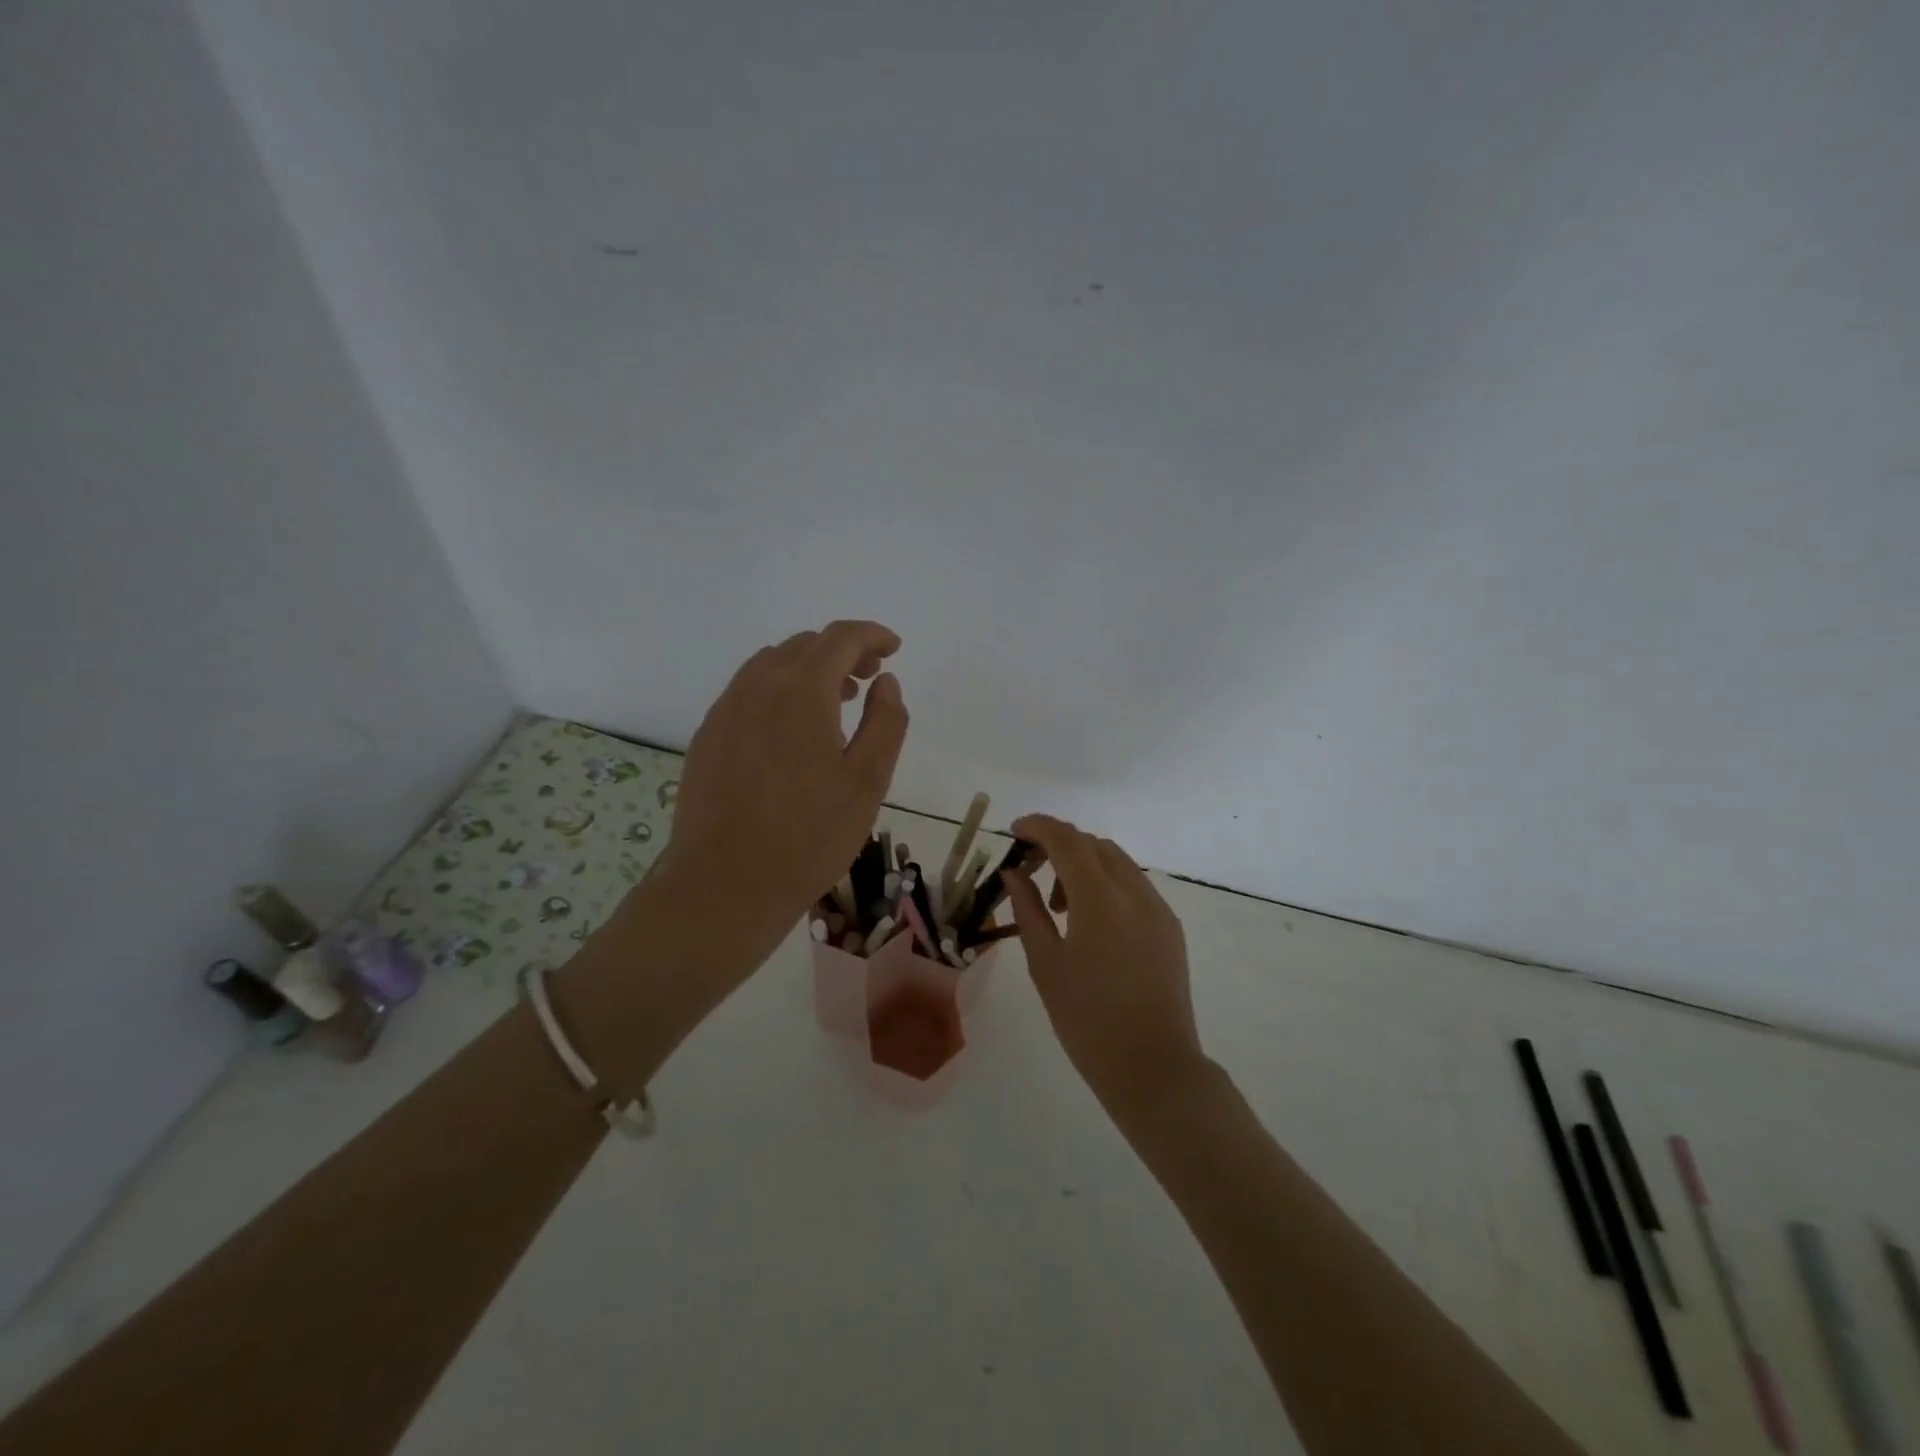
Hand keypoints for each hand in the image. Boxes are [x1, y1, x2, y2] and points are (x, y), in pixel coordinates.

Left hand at [654, 621, 908, 955]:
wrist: (723, 886)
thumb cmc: (808, 837)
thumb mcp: (867, 781)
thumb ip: (885, 721)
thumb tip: (886, 681)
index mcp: (801, 691)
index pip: (840, 638)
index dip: (871, 635)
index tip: (893, 649)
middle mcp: (757, 686)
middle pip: (804, 646)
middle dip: (842, 652)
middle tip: (869, 679)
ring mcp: (725, 710)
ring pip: (772, 665)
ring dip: (809, 670)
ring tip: (835, 703)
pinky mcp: (707, 736)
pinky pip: (748, 692)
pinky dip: (779, 691)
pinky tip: (791, 732)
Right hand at [1004, 814, 1209, 1121]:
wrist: (1154, 1069)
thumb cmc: (1087, 1022)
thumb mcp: (1046, 964)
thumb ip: (1028, 909)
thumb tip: (1014, 873)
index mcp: (1100, 900)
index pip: (1067, 840)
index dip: (1038, 827)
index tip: (1014, 831)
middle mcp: (1135, 893)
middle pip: (1093, 844)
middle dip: (1059, 844)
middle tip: (1030, 870)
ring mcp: (1158, 909)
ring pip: (1117, 861)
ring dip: (1083, 865)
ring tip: (1059, 905)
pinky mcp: (1170, 927)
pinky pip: (1134, 885)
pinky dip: (1106, 884)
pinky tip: (1091, 920)